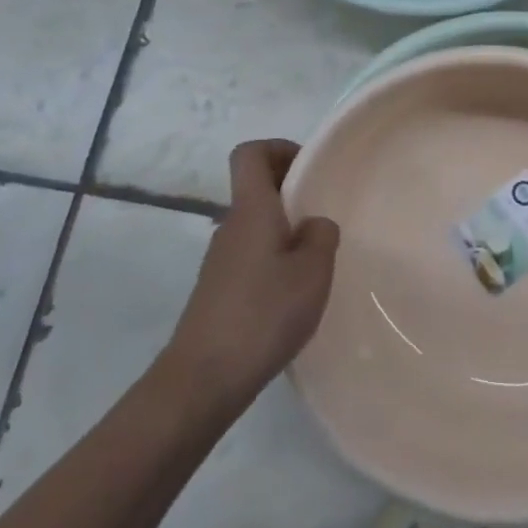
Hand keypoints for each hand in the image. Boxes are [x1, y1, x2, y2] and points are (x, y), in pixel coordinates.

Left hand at [163, 140, 339, 410]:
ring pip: (255, 224)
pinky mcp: (217, 290)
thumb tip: (313, 224)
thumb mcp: (312, 271)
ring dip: (284, 229)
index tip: (309, 168)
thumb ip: (321, 236)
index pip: (250, 154)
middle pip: (256, 188)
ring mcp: (219, 260)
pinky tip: (293, 293)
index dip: (279, 148)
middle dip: (291, 191)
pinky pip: (250, 255)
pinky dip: (273, 259)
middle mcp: (230, 226)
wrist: (202, 379)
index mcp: (251, 209)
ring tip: (315, 260)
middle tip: (325, 215)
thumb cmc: (263, 314)